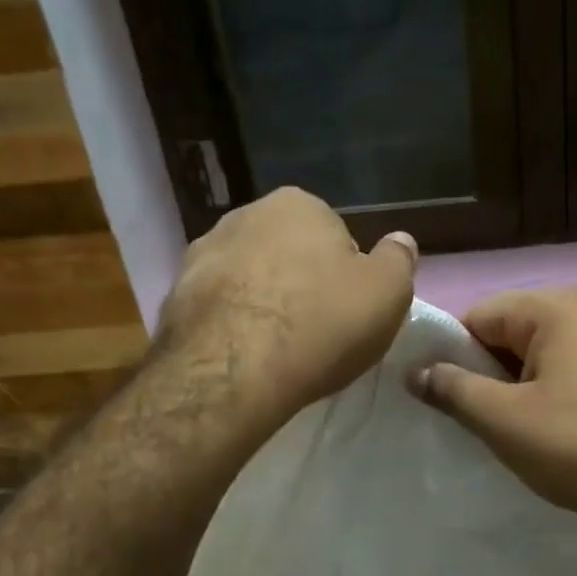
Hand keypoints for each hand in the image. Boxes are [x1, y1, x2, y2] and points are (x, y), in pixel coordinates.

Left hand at [156, 187, 416, 427]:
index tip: (348, 312)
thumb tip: (401, 241)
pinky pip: (219, 307)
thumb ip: (399, 260)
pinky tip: (245, 355)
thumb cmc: (321, 325)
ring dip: (263, 302)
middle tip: (316, 331)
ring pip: (249, 277)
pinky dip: (232, 324)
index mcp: (299, 205)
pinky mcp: (175, 295)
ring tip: (277, 349)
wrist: (233, 370)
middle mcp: (245, 215)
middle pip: (288, 253)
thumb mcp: (388, 293)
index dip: (347, 276)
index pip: (335, 236)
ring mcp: (202, 253)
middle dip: (301, 284)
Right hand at [410, 286, 576, 539]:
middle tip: (469, 417)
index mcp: (556, 306)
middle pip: (511, 331)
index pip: (478, 315)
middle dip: (485, 371)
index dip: (451, 354)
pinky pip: (570, 369)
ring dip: (515, 386)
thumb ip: (452, 389)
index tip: (439, 396)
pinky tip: (544, 430)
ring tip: (504, 428)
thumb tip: (414, 372)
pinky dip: (548, 392)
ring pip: (540, 353)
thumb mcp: (503, 419)